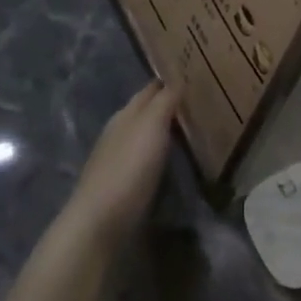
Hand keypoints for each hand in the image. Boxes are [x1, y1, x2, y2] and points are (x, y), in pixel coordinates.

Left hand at [62, 82, 177, 251]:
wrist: (100, 223)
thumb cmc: (129, 167)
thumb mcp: (151, 125)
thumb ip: (165, 100)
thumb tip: (177, 79)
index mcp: (126, 114)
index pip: (151, 89)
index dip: (170, 81)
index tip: (194, 77)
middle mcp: (119, 132)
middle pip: (147, 112)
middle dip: (169, 106)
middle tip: (201, 104)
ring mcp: (117, 161)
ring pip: (146, 137)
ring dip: (165, 133)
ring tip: (194, 132)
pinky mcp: (122, 187)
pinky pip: (147, 162)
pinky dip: (161, 156)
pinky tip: (174, 162)